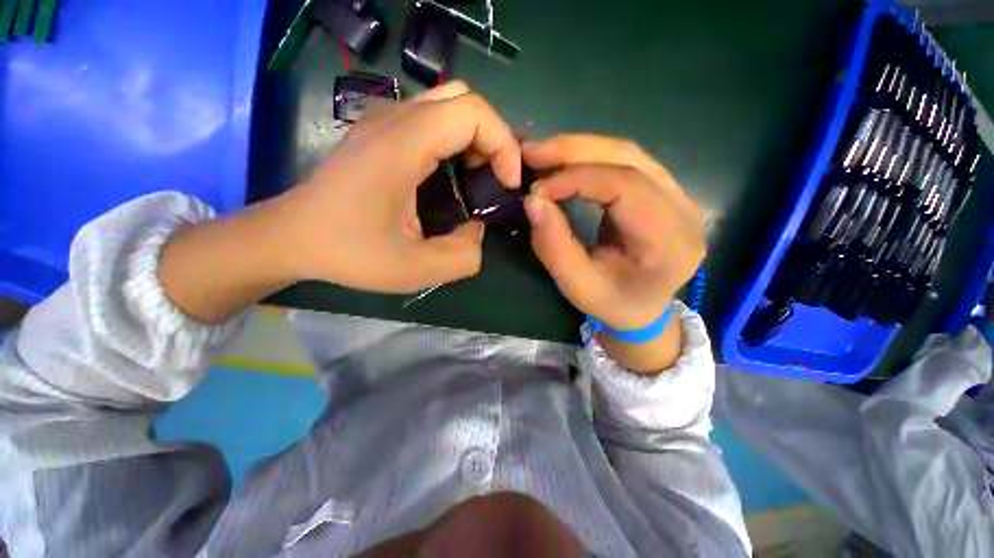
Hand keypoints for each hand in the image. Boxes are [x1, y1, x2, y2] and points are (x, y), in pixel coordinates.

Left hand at [278, 81, 521, 292]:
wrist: (292, 237)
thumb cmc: (349, 253)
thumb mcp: (415, 270)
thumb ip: (464, 256)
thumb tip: (477, 229)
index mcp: (402, 145)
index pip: (472, 112)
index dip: (503, 144)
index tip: (507, 184)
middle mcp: (393, 119)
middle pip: (464, 99)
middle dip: (493, 137)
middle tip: (496, 178)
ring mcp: (384, 121)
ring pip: (448, 104)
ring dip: (476, 138)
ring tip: (479, 178)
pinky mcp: (380, 132)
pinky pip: (431, 118)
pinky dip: (456, 140)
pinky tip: (452, 174)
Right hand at [522, 135, 705, 372]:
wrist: (642, 308)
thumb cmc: (612, 303)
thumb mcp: (577, 285)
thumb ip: (554, 246)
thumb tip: (532, 200)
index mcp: (670, 242)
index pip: (626, 188)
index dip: (577, 180)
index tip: (537, 188)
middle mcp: (685, 209)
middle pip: (630, 159)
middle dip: (574, 150)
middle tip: (531, 152)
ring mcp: (680, 194)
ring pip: (628, 153)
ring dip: (580, 149)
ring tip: (541, 154)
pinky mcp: (666, 190)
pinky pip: (627, 161)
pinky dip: (590, 157)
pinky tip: (564, 162)